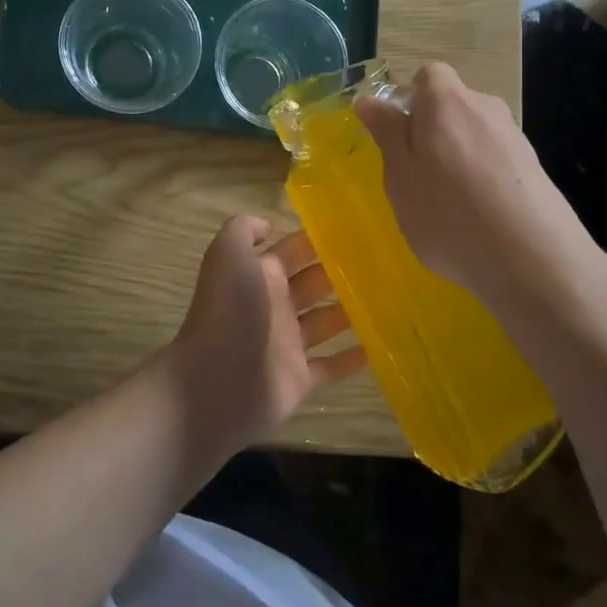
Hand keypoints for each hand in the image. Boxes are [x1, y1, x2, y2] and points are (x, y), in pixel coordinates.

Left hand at [168, 216, 368, 447]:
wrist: (216, 382)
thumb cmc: (229, 311)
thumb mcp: (228, 255)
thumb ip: (243, 230)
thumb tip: (269, 224)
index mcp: (260, 275)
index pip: (293, 251)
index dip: (318, 240)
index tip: (356, 230)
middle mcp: (274, 305)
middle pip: (313, 284)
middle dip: (340, 273)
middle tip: (382, 264)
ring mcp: (287, 345)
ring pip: (325, 322)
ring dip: (351, 312)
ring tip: (390, 299)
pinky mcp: (298, 380)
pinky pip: (330, 368)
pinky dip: (352, 359)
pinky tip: (380, 347)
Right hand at [354, 62, 606, 310]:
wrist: (534, 261)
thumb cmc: (449, 213)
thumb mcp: (400, 175)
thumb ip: (386, 133)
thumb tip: (369, 100)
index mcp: (446, 101)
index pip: (427, 75)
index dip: (409, 99)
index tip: (397, 137)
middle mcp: (485, 107)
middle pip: (451, 106)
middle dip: (431, 132)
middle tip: (416, 178)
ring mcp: (515, 137)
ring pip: (473, 135)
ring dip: (457, 158)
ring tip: (449, 206)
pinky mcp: (535, 168)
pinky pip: (495, 161)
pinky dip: (482, 179)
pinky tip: (479, 218)